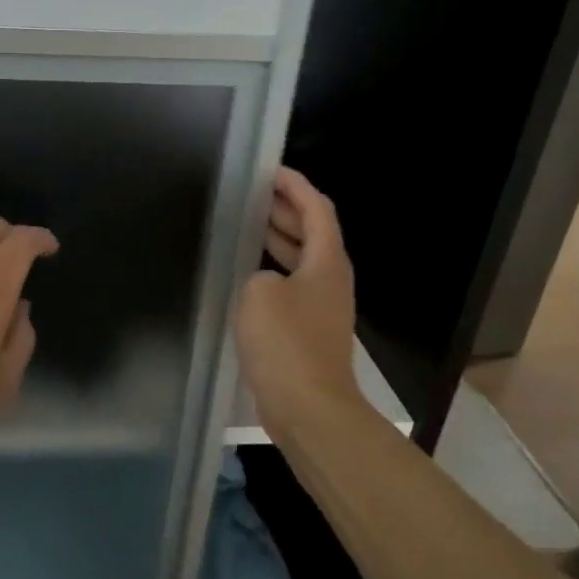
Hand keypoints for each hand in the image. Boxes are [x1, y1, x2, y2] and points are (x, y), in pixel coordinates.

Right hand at [236, 168, 362, 439]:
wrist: (309, 407)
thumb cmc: (285, 343)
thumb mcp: (259, 294)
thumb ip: (258, 274)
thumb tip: (264, 283)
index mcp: (327, 262)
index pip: (317, 209)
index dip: (296, 186)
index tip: (271, 171)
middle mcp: (330, 280)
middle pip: (313, 233)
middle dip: (286, 210)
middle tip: (254, 195)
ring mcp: (322, 308)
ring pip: (302, 261)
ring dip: (279, 241)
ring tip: (248, 227)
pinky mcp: (309, 332)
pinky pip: (292, 287)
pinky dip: (273, 271)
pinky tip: (248, 277)